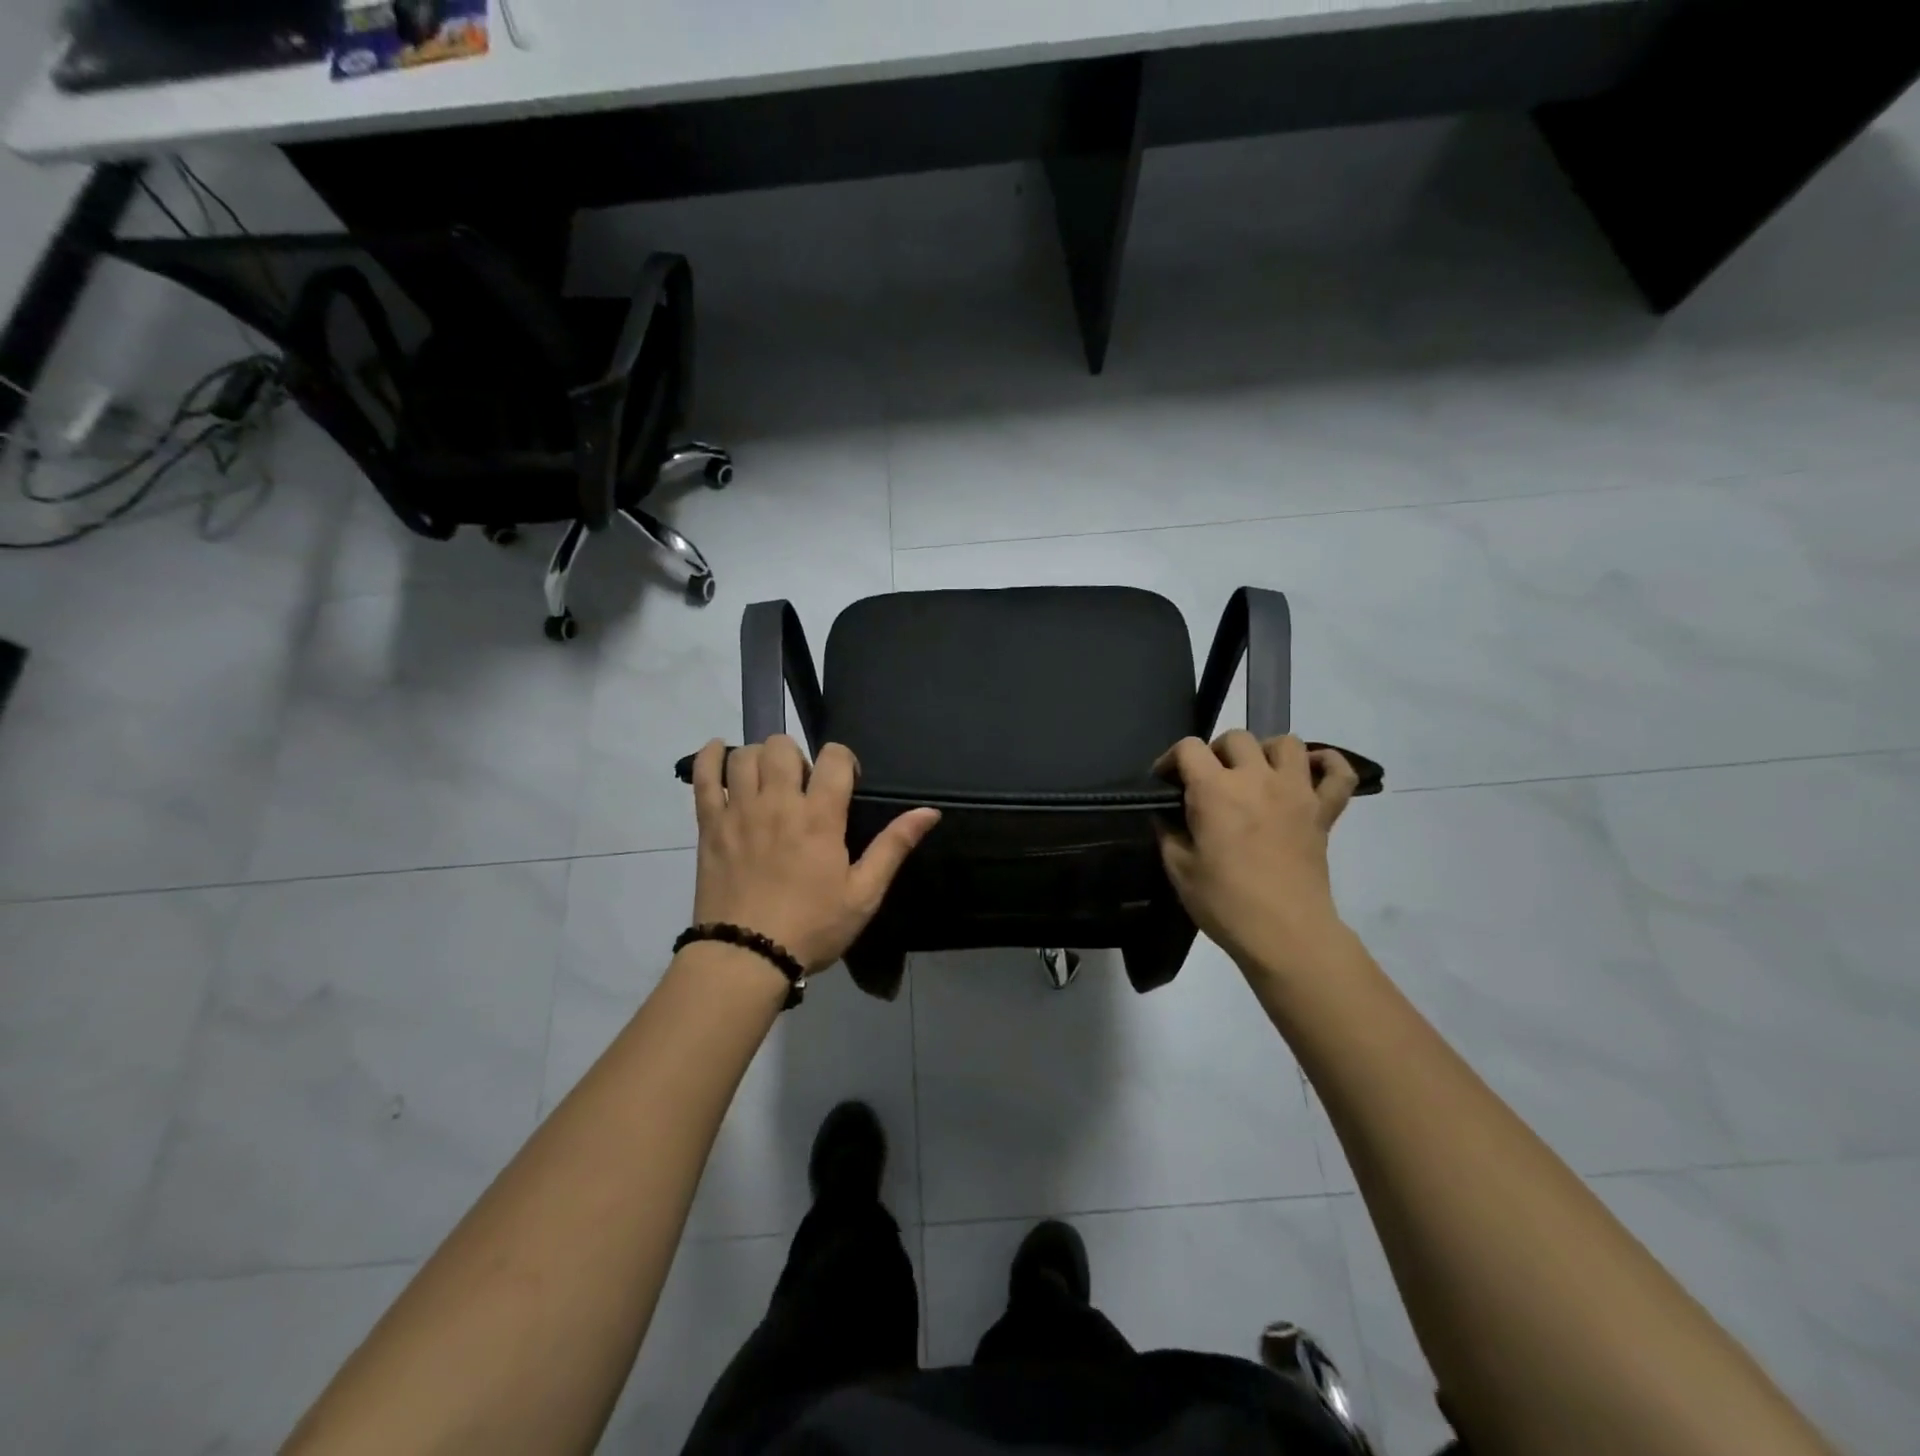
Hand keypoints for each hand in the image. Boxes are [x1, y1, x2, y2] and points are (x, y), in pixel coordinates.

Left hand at [689, 737, 940, 973]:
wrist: (745, 957)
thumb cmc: (812, 927)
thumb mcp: (863, 893)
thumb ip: (894, 846)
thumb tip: (930, 811)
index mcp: (820, 817)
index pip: (834, 757)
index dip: (844, 760)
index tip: (846, 783)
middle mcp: (778, 803)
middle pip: (783, 746)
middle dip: (799, 756)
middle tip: (804, 787)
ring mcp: (739, 811)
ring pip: (746, 755)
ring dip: (761, 758)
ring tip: (769, 781)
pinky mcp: (710, 825)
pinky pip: (703, 776)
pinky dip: (710, 756)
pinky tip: (721, 752)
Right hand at [1154, 732, 1359, 973]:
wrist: (1286, 935)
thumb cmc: (1225, 903)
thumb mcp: (1179, 869)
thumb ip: (1168, 831)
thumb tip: (1166, 814)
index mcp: (1215, 790)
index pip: (1188, 748)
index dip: (1171, 760)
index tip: (1166, 782)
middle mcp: (1256, 778)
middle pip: (1235, 738)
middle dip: (1215, 754)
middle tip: (1208, 782)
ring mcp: (1296, 792)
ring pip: (1286, 743)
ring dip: (1266, 751)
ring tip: (1255, 774)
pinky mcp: (1324, 811)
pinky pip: (1339, 774)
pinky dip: (1328, 764)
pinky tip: (1311, 770)